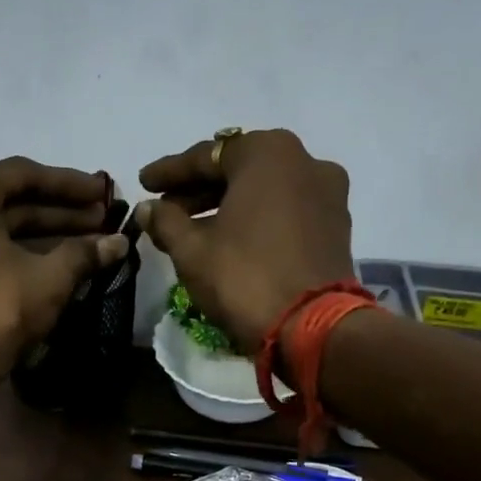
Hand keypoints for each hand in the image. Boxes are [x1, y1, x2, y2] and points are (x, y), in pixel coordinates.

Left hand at [0, 157, 125, 386]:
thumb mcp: (48, 278)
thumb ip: (84, 253)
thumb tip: (120, 242)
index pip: (25, 175)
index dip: (72, 185)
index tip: (106, 194)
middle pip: (10, 201)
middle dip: (60, 212)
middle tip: (103, 220)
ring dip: (43, 235)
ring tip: (89, 243)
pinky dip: (18, 254)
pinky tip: (56, 265)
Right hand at [135, 130, 353, 354]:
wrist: (312, 327)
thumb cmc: (245, 278)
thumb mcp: (192, 251)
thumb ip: (166, 222)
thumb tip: (148, 208)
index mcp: (268, 153)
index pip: (206, 155)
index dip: (169, 172)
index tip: (144, 183)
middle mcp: (305, 160)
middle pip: (239, 170)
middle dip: (200, 190)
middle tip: (166, 210)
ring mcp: (327, 194)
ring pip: (264, 192)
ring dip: (227, 207)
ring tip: (192, 231)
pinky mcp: (337, 227)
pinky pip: (286, 212)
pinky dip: (256, 220)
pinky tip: (230, 241)